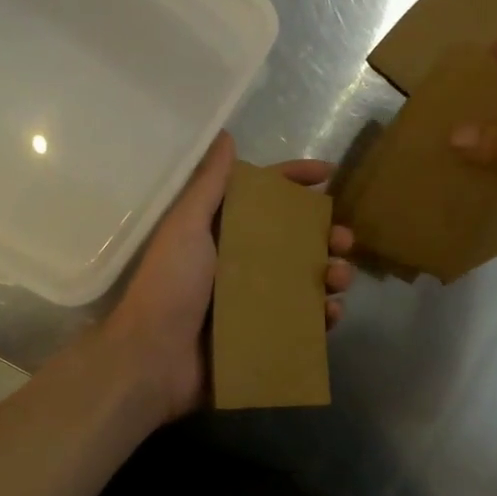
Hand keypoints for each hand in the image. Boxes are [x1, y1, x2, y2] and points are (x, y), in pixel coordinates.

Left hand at [103, 131, 355, 424]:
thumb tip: (225, 136)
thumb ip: (209, 185)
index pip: (266, 198)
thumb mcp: (186, 227)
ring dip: (331, 274)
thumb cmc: (169, 286)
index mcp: (223, 233)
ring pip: (307, 280)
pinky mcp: (264, 336)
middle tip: (344, 240)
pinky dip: (322, 317)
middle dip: (326, 235)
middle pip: (296, 240)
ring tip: (340, 277)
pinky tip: (331, 314)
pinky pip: (303, 322)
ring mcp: (255, 302)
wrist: (151, 360)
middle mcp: (242, 263)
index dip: (296, 181)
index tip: (329, 173)